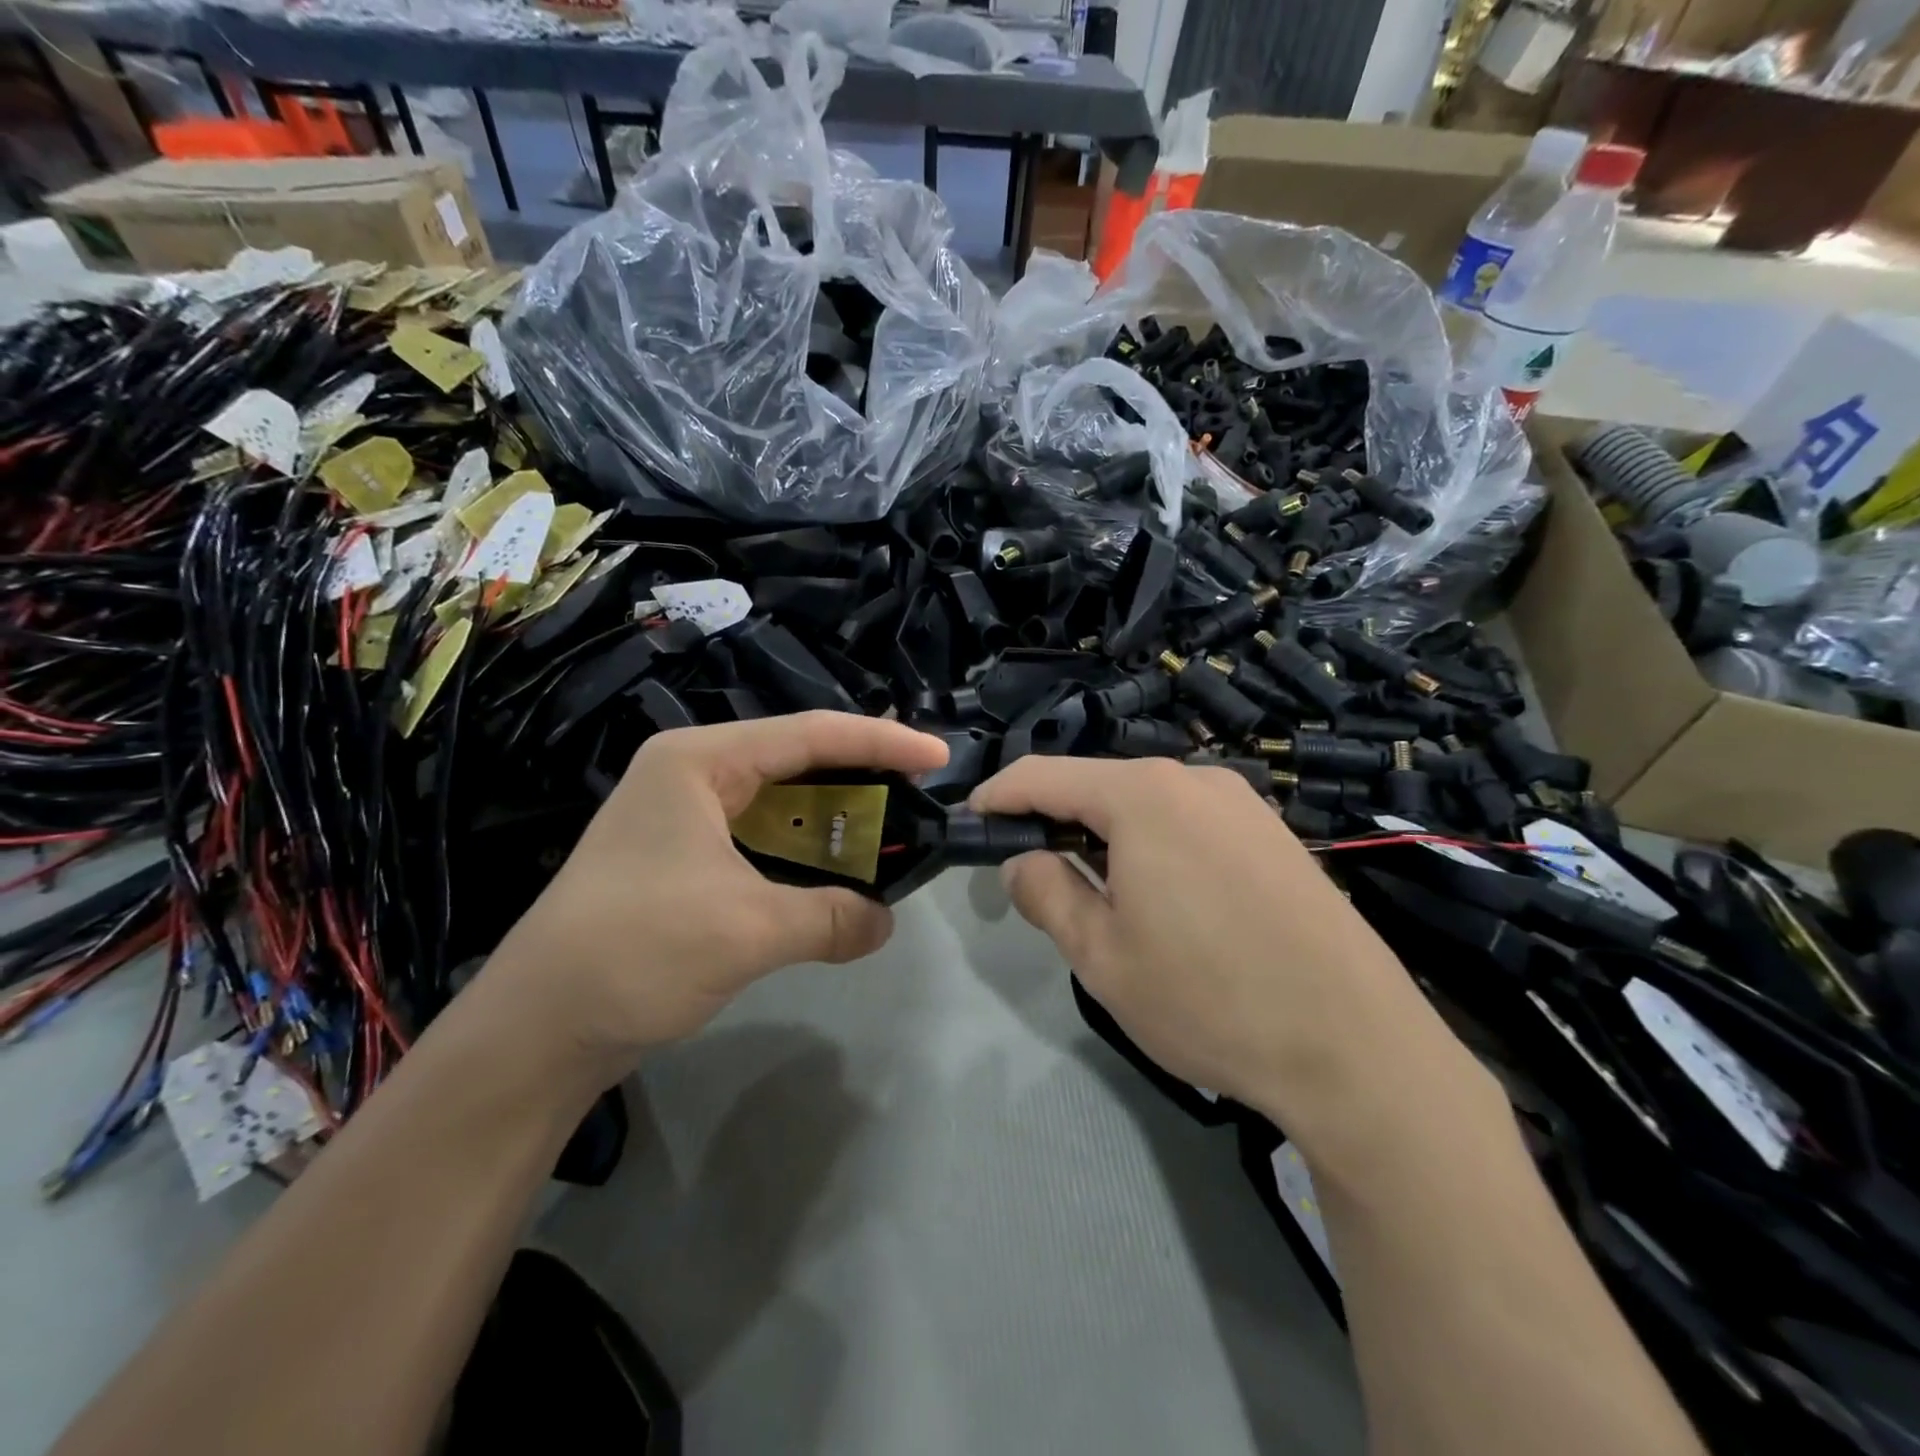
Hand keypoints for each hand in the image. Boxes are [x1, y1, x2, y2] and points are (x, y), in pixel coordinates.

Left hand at [488, 712, 947, 1073]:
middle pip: (796, 758)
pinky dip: (804, 850)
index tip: (938, 756)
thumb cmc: (636, 951)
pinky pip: (761, 837)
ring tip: (890, 826)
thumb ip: (831, 917)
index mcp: (699, 761)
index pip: (809, 735)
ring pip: (780, 800)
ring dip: (833, 817)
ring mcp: (683, 816)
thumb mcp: (749, 930)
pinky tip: (835, 870)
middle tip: (920, 787)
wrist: (536, 1028)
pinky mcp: (682, 857)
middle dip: (860, 774)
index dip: (881, 741)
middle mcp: (691, 773)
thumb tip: (885, 921)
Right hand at [971, 757, 1471, 1133]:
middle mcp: (1194, 780)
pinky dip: (1156, 846)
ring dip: (1108, 837)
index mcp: (1142, 796)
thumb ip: (1047, 894)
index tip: (973, 823)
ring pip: (1146, 805)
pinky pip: (1191, 822)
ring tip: (1104, 900)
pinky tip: (1170, 903)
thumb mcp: (1102, 956)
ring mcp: (1243, 803)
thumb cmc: (1210, 999)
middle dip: (1056, 821)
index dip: (999, 795)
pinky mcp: (1274, 834)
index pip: (1044, 775)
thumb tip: (1022, 860)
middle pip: (1098, 785)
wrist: (1358, 1047)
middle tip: (1036, 878)